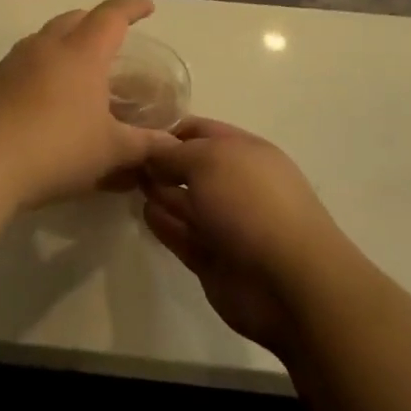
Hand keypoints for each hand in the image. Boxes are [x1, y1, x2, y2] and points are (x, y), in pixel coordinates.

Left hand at [0, 0, 178, 211]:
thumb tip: (173, 145)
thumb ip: (144, 145)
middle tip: (111, 38)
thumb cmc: (56, 150)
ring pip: (44, 38)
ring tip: (77, 67)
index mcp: (81, 54)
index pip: (111, 17)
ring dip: (64, 43)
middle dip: (95, 22)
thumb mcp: (110, 152)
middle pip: (74, 18)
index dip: (131, 9)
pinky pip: (22, 63)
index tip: (147, 8)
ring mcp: (12, 63)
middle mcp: (45, 47)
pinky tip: (43, 98)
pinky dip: (40, 68)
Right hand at [141, 118, 354, 356]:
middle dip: (161, 163)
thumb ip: (174, 153)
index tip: (134, 131)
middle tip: (123, 160)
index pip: (201, 131)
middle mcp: (236, 183)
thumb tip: (153, 151)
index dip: (169, 129)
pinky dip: (165, 224)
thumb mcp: (209, 160)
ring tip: (128, 184)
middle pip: (191, 167)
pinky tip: (145, 214)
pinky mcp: (214, 259)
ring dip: (161, 192)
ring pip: (186, 202)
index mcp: (245, 152)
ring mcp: (226, 224)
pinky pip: (184, 235)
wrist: (287, 281)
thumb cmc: (250, 204)